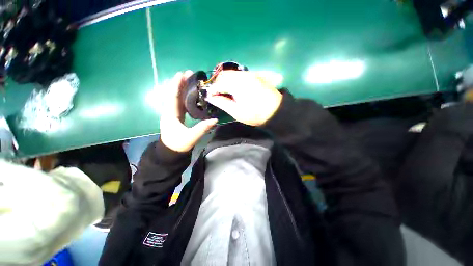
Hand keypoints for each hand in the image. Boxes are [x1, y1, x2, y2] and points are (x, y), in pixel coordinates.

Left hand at [159, 71, 217, 151]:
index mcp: (171, 114)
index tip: (182, 74)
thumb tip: (215, 119)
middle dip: (180, 83)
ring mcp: (173, 113)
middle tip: (189, 73)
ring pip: (176, 97)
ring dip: (182, 88)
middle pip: (174, 94)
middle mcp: (170, 111)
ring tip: (190, 80)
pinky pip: (180, 103)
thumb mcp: (191, 137)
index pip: (173, 96)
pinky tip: (191, 93)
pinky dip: (184, 96)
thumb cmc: (178, 144)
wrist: (171, 152)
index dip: (176, 84)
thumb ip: (202, 128)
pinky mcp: (176, 116)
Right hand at [206, 71, 282, 125]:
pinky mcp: (255, 76)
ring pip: (232, 74)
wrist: (276, 111)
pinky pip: (239, 75)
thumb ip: (222, 102)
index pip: (219, 83)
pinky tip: (235, 89)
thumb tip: (211, 97)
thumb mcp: (236, 112)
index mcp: (237, 84)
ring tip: (226, 93)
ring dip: (226, 82)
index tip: (210, 97)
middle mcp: (243, 75)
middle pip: (224, 75)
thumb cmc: (255, 114)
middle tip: (218, 95)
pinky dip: (233, 80)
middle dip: (218, 84)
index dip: (212, 90)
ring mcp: (250, 74)